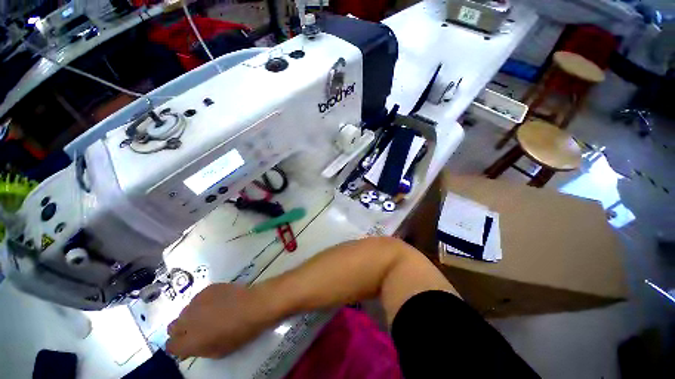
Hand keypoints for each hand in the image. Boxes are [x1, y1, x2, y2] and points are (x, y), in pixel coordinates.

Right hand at [166, 283, 271, 358]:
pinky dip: (204, 302)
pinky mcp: (207, 289)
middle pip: (173, 327)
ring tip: (209, 314)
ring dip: (192, 315)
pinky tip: (218, 301)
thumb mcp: (218, 352)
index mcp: (189, 341)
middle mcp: (187, 321)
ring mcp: (196, 302)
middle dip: (182, 330)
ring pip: (185, 311)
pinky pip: (198, 298)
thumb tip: (192, 347)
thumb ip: (199, 350)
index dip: (178, 346)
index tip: (187, 345)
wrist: (254, 305)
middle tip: (197, 329)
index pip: (170, 346)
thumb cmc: (240, 332)